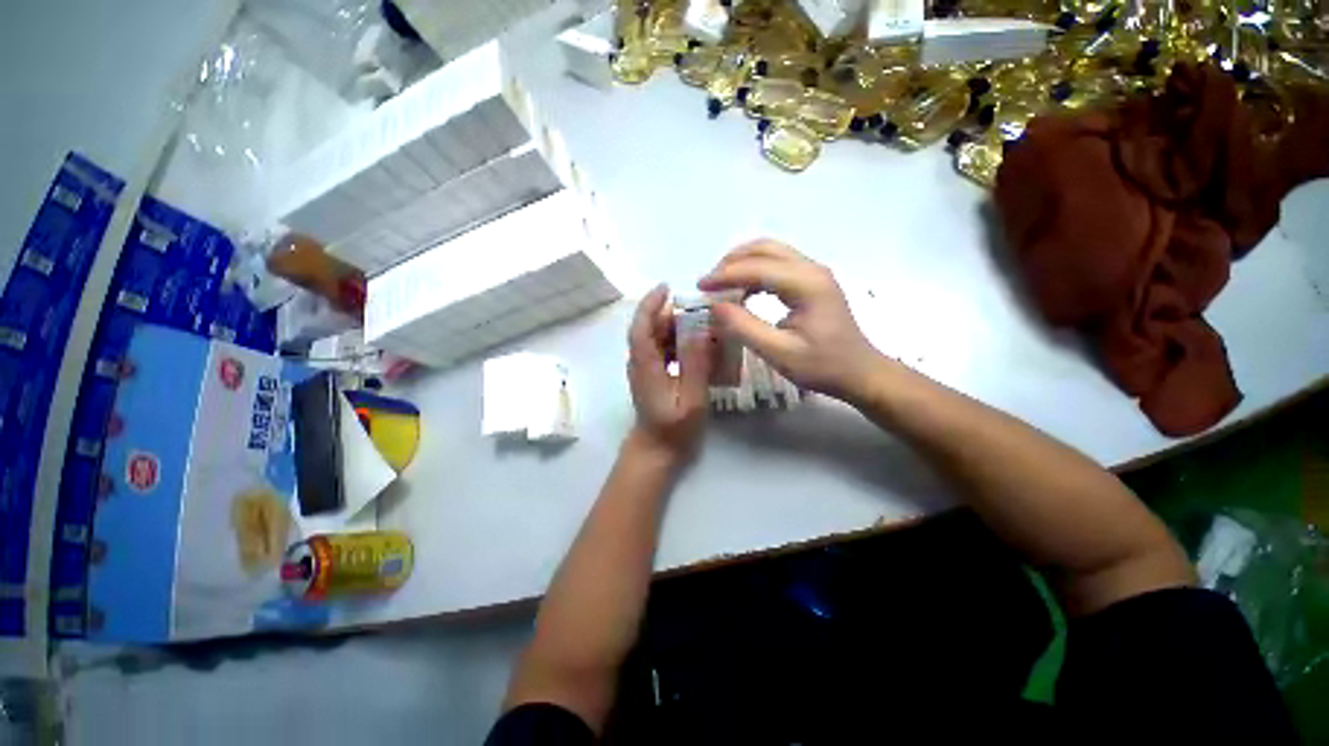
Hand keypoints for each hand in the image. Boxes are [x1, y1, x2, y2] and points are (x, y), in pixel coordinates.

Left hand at [626, 285, 712, 459]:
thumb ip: (695, 365)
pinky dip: (678, 343)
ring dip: (677, 329)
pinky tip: (698, 347)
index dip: (650, 304)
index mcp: (645, 365)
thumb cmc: (674, 430)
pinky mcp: (653, 376)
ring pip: (657, 339)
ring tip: (703, 327)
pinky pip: (663, 351)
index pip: (641, 326)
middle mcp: (640, 363)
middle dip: (672, 315)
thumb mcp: (691, 400)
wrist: (656, 451)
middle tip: (701, 311)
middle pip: (650, 329)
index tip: (666, 287)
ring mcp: (645, 370)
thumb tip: (700, 330)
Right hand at [699, 240, 883, 402]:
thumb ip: (745, 328)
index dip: (725, 275)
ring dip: (742, 263)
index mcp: (807, 284)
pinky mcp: (812, 281)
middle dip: (731, 261)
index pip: (757, 267)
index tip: (700, 287)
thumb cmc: (822, 366)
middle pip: (764, 248)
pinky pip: (778, 264)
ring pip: (771, 252)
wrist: (860, 373)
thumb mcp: (779, 353)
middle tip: (709, 283)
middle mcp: (811, 269)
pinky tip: (744, 290)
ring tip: (721, 285)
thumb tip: (715, 307)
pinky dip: (755, 271)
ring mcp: (814, 273)